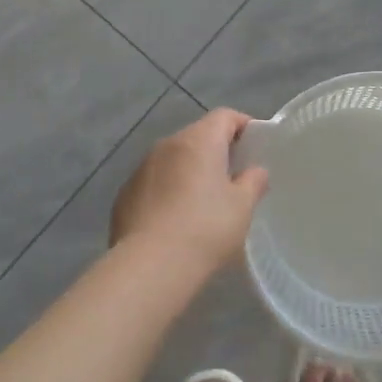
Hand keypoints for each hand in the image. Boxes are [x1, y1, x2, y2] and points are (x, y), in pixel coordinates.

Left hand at [111, 109, 269, 274]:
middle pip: (197, 135)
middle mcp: (167, 145)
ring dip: (190, 170)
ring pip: (173, 159)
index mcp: (199, 141)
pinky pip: (154, 182)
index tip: (255, 146)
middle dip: (217, 150)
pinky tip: (175, 219)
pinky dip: (168, 190)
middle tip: (234, 177)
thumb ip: (253, 182)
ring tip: (204, 200)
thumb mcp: (242, 207)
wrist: (150, 265)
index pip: (224, 116)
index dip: (243, 125)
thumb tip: (255, 171)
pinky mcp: (126, 193)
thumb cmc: (205, 228)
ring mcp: (142, 168)